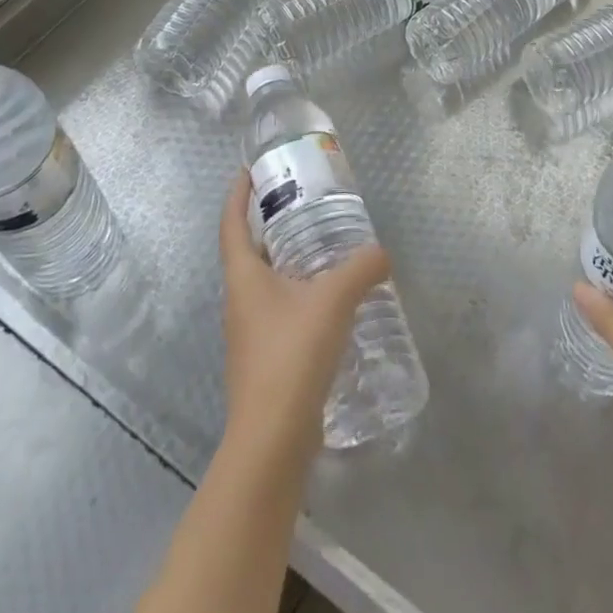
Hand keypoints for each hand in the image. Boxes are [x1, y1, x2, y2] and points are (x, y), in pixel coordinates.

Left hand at [218, 169, 391, 462]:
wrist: (272, 441)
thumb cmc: (291, 356)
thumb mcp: (333, 301)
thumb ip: (361, 269)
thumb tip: (381, 252)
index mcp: (243, 277)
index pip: (231, 223)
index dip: (237, 195)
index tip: (249, 171)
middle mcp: (240, 300)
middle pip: (249, 251)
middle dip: (270, 224)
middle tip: (302, 204)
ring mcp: (250, 333)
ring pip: (266, 282)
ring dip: (288, 261)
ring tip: (323, 247)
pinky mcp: (266, 359)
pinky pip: (281, 310)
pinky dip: (300, 294)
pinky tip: (330, 301)